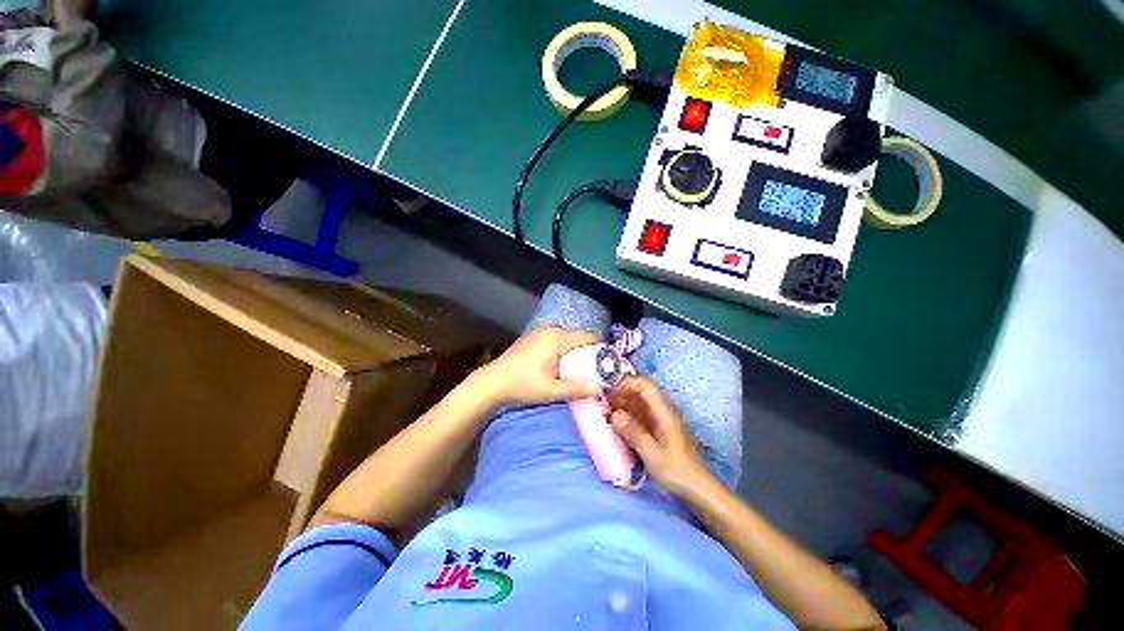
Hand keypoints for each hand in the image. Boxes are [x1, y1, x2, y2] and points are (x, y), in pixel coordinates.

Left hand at [475, 326, 600, 406]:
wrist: (492, 382)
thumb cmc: (522, 385)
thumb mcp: (551, 390)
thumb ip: (576, 388)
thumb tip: (599, 388)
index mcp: (558, 337)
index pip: (588, 336)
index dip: (600, 349)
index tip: (605, 364)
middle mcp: (551, 329)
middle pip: (577, 337)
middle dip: (586, 353)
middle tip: (591, 371)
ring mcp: (540, 332)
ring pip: (566, 339)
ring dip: (573, 352)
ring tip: (575, 371)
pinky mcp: (532, 337)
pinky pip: (555, 340)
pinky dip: (562, 351)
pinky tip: (558, 367)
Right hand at [608, 376, 713, 496]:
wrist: (699, 488)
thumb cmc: (678, 472)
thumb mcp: (654, 456)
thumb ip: (635, 434)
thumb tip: (614, 415)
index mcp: (664, 412)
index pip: (644, 384)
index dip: (625, 384)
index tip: (609, 396)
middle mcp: (662, 409)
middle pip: (640, 389)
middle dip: (621, 393)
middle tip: (605, 407)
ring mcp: (660, 417)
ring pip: (639, 400)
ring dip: (623, 403)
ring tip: (608, 416)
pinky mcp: (657, 426)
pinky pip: (640, 412)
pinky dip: (627, 413)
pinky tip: (618, 425)